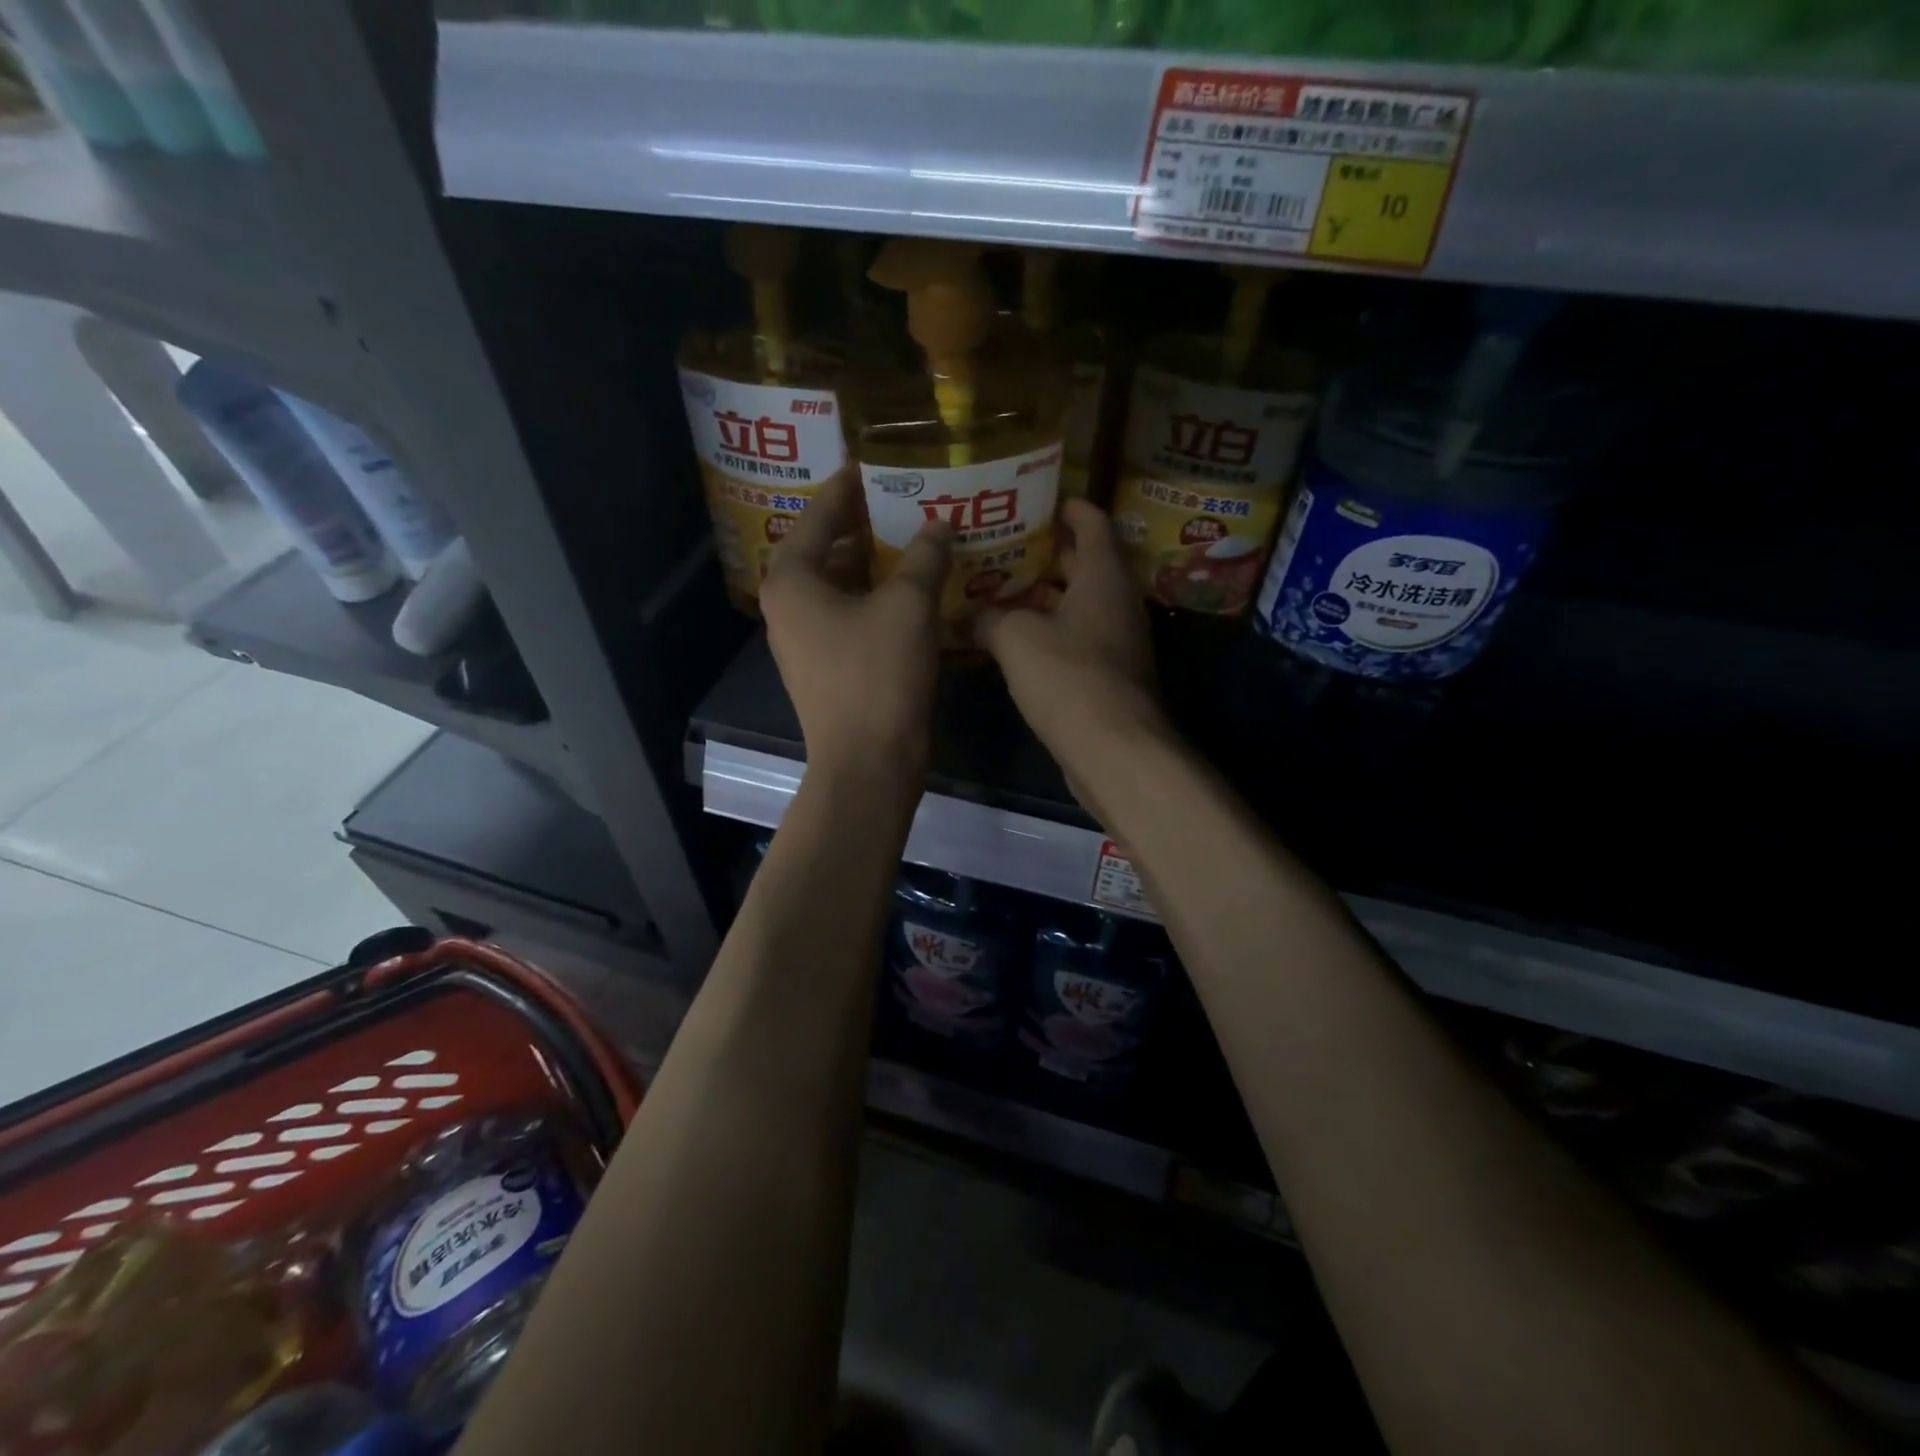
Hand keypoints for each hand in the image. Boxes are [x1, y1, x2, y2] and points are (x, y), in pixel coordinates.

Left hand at [761, 471, 952, 780]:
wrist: (868, 763)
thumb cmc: (878, 676)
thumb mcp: (907, 606)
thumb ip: (923, 556)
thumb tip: (940, 523)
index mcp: (792, 579)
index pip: (820, 514)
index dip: (851, 486)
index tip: (878, 463)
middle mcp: (788, 605)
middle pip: (828, 549)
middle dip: (867, 525)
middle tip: (908, 500)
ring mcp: (804, 639)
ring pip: (841, 584)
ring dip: (877, 564)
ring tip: (917, 539)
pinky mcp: (826, 665)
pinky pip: (851, 614)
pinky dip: (878, 598)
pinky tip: (914, 590)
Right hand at [976, 500, 1173, 780]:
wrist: (1113, 749)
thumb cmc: (1068, 676)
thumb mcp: (1016, 638)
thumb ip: (988, 618)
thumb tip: (967, 615)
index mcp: (1103, 576)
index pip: (1094, 524)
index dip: (1070, 508)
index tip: (1042, 500)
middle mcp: (1117, 602)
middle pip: (1085, 564)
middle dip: (1048, 554)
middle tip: (1006, 545)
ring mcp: (1117, 641)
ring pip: (1079, 605)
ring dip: (1045, 597)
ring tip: (1001, 589)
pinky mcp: (1109, 675)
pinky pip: (1077, 638)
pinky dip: (1050, 631)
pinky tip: (1014, 640)